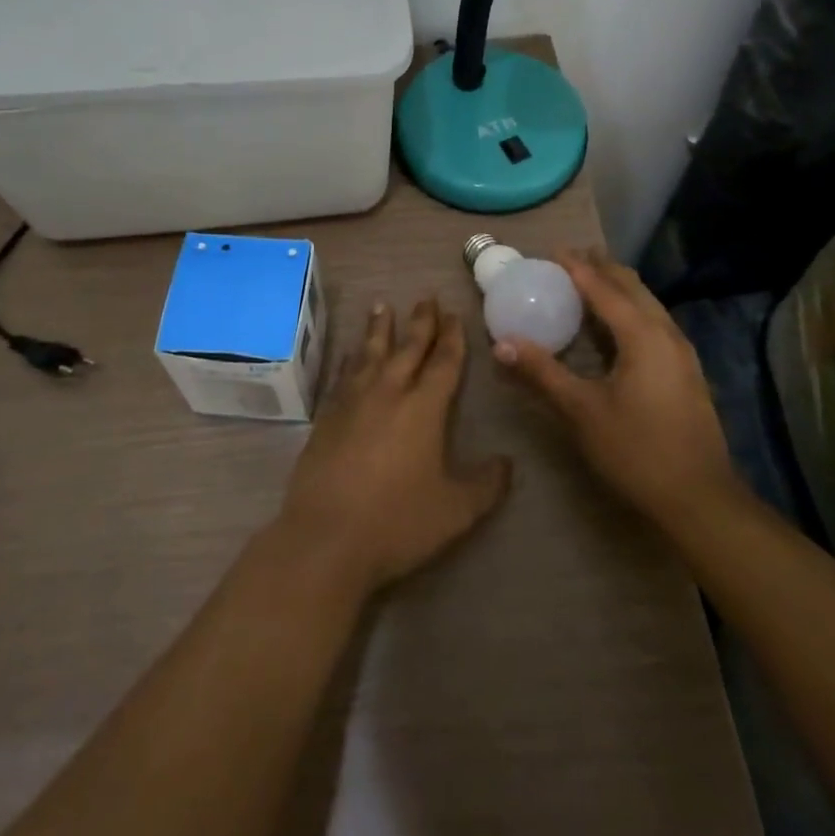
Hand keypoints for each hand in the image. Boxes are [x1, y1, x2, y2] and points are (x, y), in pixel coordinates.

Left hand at [275, 298, 512, 597]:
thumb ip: (486, 485)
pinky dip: (351, 358)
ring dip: (379, 328)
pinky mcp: (327, 416)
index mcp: (423, 409)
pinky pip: (343, 375)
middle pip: (408, 348)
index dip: (452, 338)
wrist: (326, 538)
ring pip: (370, 353)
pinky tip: (351, 353)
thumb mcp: (455, 511)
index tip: (455, 315)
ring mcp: (353, 402)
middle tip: (426, 297)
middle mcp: (389, 393)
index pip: (443, 363)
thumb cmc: (397, 523)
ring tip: (382, 305)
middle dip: (420, 322)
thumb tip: (508, 463)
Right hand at [494, 248, 745, 530]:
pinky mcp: (686, 370)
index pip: (604, 288)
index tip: (553, 251)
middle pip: (632, 287)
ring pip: (648, 303)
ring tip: (592, 280)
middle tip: (572, 258)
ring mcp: (682, 352)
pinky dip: (631, 308)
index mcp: (642, 335)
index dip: (577, 268)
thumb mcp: (581, 410)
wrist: (699, 498)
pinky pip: (654, 321)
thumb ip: (542, 372)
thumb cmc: (636, 450)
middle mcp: (666, 333)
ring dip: (620, 287)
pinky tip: (617, 325)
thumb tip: (501, 343)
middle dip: (602, 268)